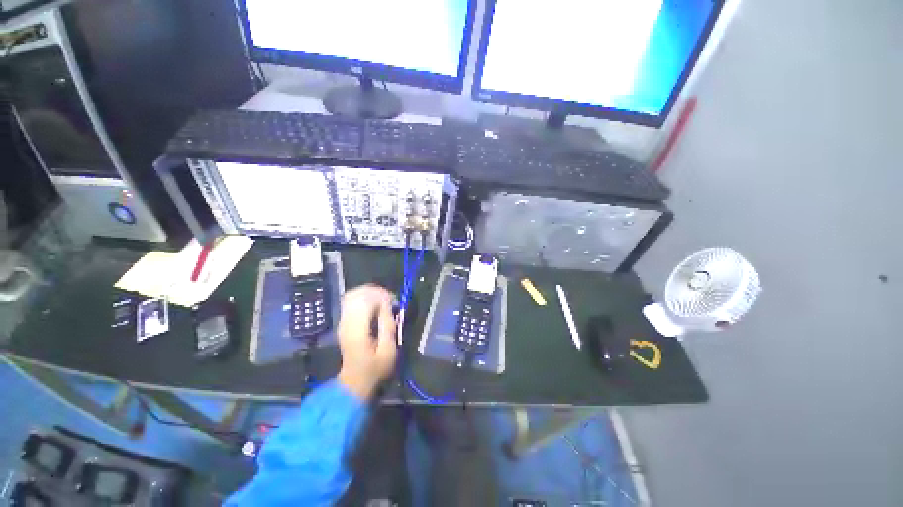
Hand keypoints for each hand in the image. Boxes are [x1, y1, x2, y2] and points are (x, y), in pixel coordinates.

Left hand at [336, 284, 397, 399]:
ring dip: (370, 293)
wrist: (355, 381)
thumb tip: (388, 305)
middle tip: (390, 300)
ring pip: (353, 295)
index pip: (366, 300)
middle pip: (358, 293)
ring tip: (383, 301)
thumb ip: (388, 325)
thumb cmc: (375, 368)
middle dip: (377, 292)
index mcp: (357, 329)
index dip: (382, 296)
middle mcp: (346, 322)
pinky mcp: (343, 322)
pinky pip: (351, 301)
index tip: (395, 302)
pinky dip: (364, 298)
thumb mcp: (389, 350)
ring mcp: (342, 321)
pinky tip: (375, 305)